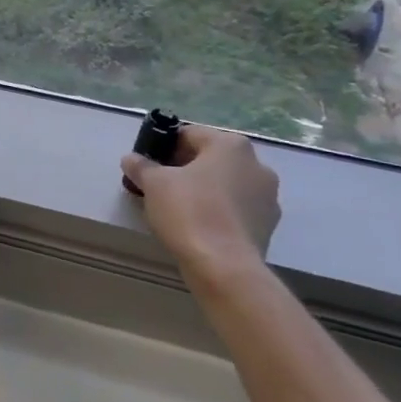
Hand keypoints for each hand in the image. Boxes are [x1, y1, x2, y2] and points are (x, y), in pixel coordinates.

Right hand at [121, 125, 279, 276]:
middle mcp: (256, 164)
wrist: (224, 266)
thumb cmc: (188, 212)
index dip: (164, 148)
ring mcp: (268, 196)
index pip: (189, 134)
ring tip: (178, 210)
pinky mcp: (269, 225)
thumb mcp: (153, 184)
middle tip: (159, 187)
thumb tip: (131, 159)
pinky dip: (219, 212)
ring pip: (226, 184)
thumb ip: (141, 166)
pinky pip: (237, 209)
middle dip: (185, 169)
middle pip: (210, 159)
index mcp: (230, 145)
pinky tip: (199, 228)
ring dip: (204, 191)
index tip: (148, 166)